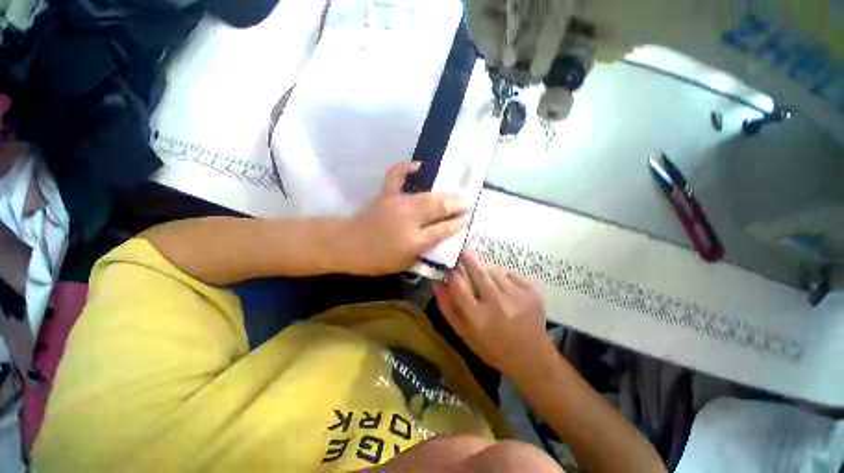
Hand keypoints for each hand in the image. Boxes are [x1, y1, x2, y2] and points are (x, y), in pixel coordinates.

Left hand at [340, 162, 469, 274]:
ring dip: (444, 193)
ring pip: (426, 195)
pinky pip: (396, 176)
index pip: (443, 229)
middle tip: (467, 202)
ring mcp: (397, 203)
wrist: (346, 245)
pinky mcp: (386, 195)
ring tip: (456, 192)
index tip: (467, 219)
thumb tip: (436, 239)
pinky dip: (406, 168)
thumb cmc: (374, 259)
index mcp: (414, 240)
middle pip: (438, 208)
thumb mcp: (402, 264)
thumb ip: (421, 252)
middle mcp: (410, 219)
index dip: (457, 224)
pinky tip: (419, 165)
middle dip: (456, 205)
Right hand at [433, 251, 552, 376]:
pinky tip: (507, 294)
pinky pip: (511, 276)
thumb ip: (448, 308)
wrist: (532, 358)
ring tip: (490, 287)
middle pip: (477, 272)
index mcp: (477, 317)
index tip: (449, 267)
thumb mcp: (465, 334)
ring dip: (488, 275)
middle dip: (468, 259)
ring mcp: (517, 296)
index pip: (458, 285)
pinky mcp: (532, 292)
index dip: (452, 273)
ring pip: (494, 272)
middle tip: (463, 253)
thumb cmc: (492, 348)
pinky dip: (505, 280)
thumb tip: (437, 283)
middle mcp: (496, 303)